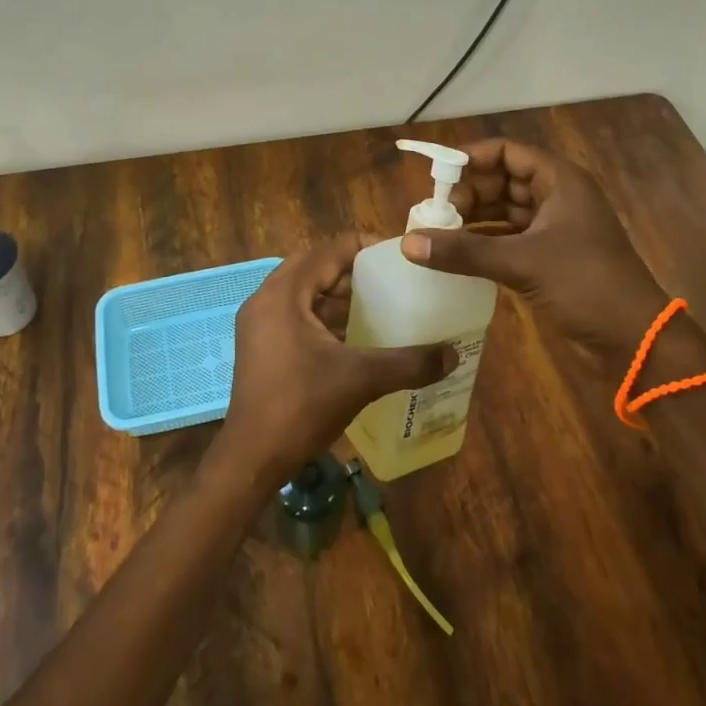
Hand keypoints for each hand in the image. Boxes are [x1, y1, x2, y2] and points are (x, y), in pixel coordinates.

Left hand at [211, 234, 454, 490]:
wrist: (252, 458)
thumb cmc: (301, 407)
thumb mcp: (360, 380)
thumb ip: (408, 363)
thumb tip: (453, 354)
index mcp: (284, 294)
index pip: (329, 250)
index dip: (366, 247)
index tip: (399, 256)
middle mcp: (266, 299)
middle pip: (315, 267)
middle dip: (353, 271)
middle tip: (391, 280)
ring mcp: (259, 324)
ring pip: (304, 292)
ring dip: (338, 295)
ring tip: (379, 305)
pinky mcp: (260, 345)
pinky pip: (296, 314)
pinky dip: (323, 317)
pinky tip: (354, 337)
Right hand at [400, 139, 666, 358]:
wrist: (634, 340)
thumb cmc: (585, 284)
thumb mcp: (522, 263)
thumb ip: (464, 251)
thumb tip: (408, 242)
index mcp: (560, 182)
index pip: (508, 152)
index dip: (472, 158)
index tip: (436, 175)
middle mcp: (556, 198)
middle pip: (502, 181)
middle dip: (467, 194)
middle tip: (433, 214)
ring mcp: (553, 229)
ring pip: (503, 212)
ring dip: (472, 220)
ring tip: (437, 233)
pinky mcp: (549, 258)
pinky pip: (508, 240)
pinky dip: (483, 244)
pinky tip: (456, 254)